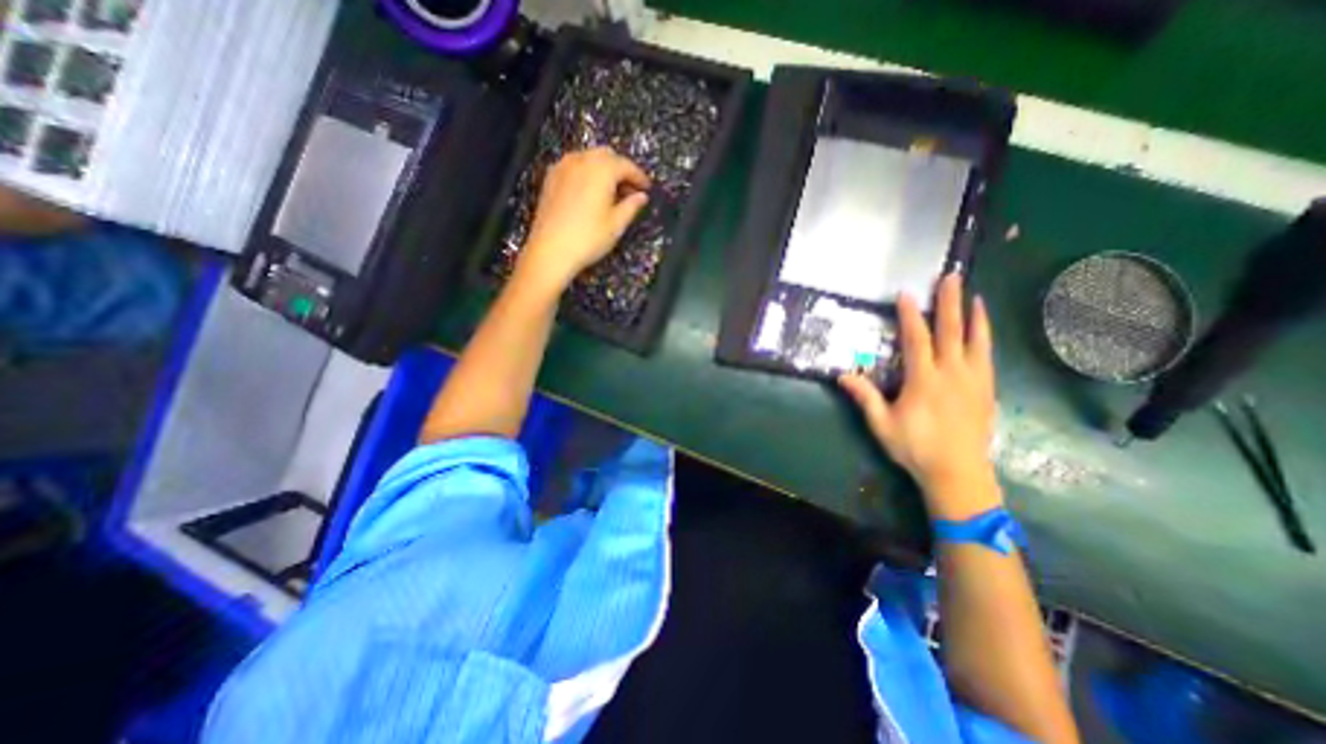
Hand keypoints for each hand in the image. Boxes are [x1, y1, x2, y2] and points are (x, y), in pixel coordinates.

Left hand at [516, 145, 651, 294]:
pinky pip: (573, 165)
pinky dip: (586, 172)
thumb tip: (641, 196)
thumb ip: (631, 206)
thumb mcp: (616, 225)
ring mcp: (563, 167)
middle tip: (630, 190)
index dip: (639, 177)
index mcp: (601, 170)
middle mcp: (581, 160)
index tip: (647, 189)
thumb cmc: (588, 238)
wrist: (550, 250)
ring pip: (588, 158)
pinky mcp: (550, 177)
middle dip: (621, 169)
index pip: (626, 165)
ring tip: (610, 191)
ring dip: (603, 169)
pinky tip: (589, 191)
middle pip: (607, 155)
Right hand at [844, 269, 1000, 516]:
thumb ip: (865, 397)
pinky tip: (983, 332)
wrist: (958, 474)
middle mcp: (953, 374)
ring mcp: (974, 381)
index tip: (906, 294)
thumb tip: (842, 375)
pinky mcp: (986, 391)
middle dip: (949, 303)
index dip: (910, 316)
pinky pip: (988, 356)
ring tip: (975, 296)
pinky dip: (986, 338)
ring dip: (974, 316)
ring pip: (977, 340)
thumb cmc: (915, 448)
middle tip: (951, 277)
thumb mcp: (882, 424)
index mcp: (925, 380)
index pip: (917, 340)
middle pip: (951, 331)